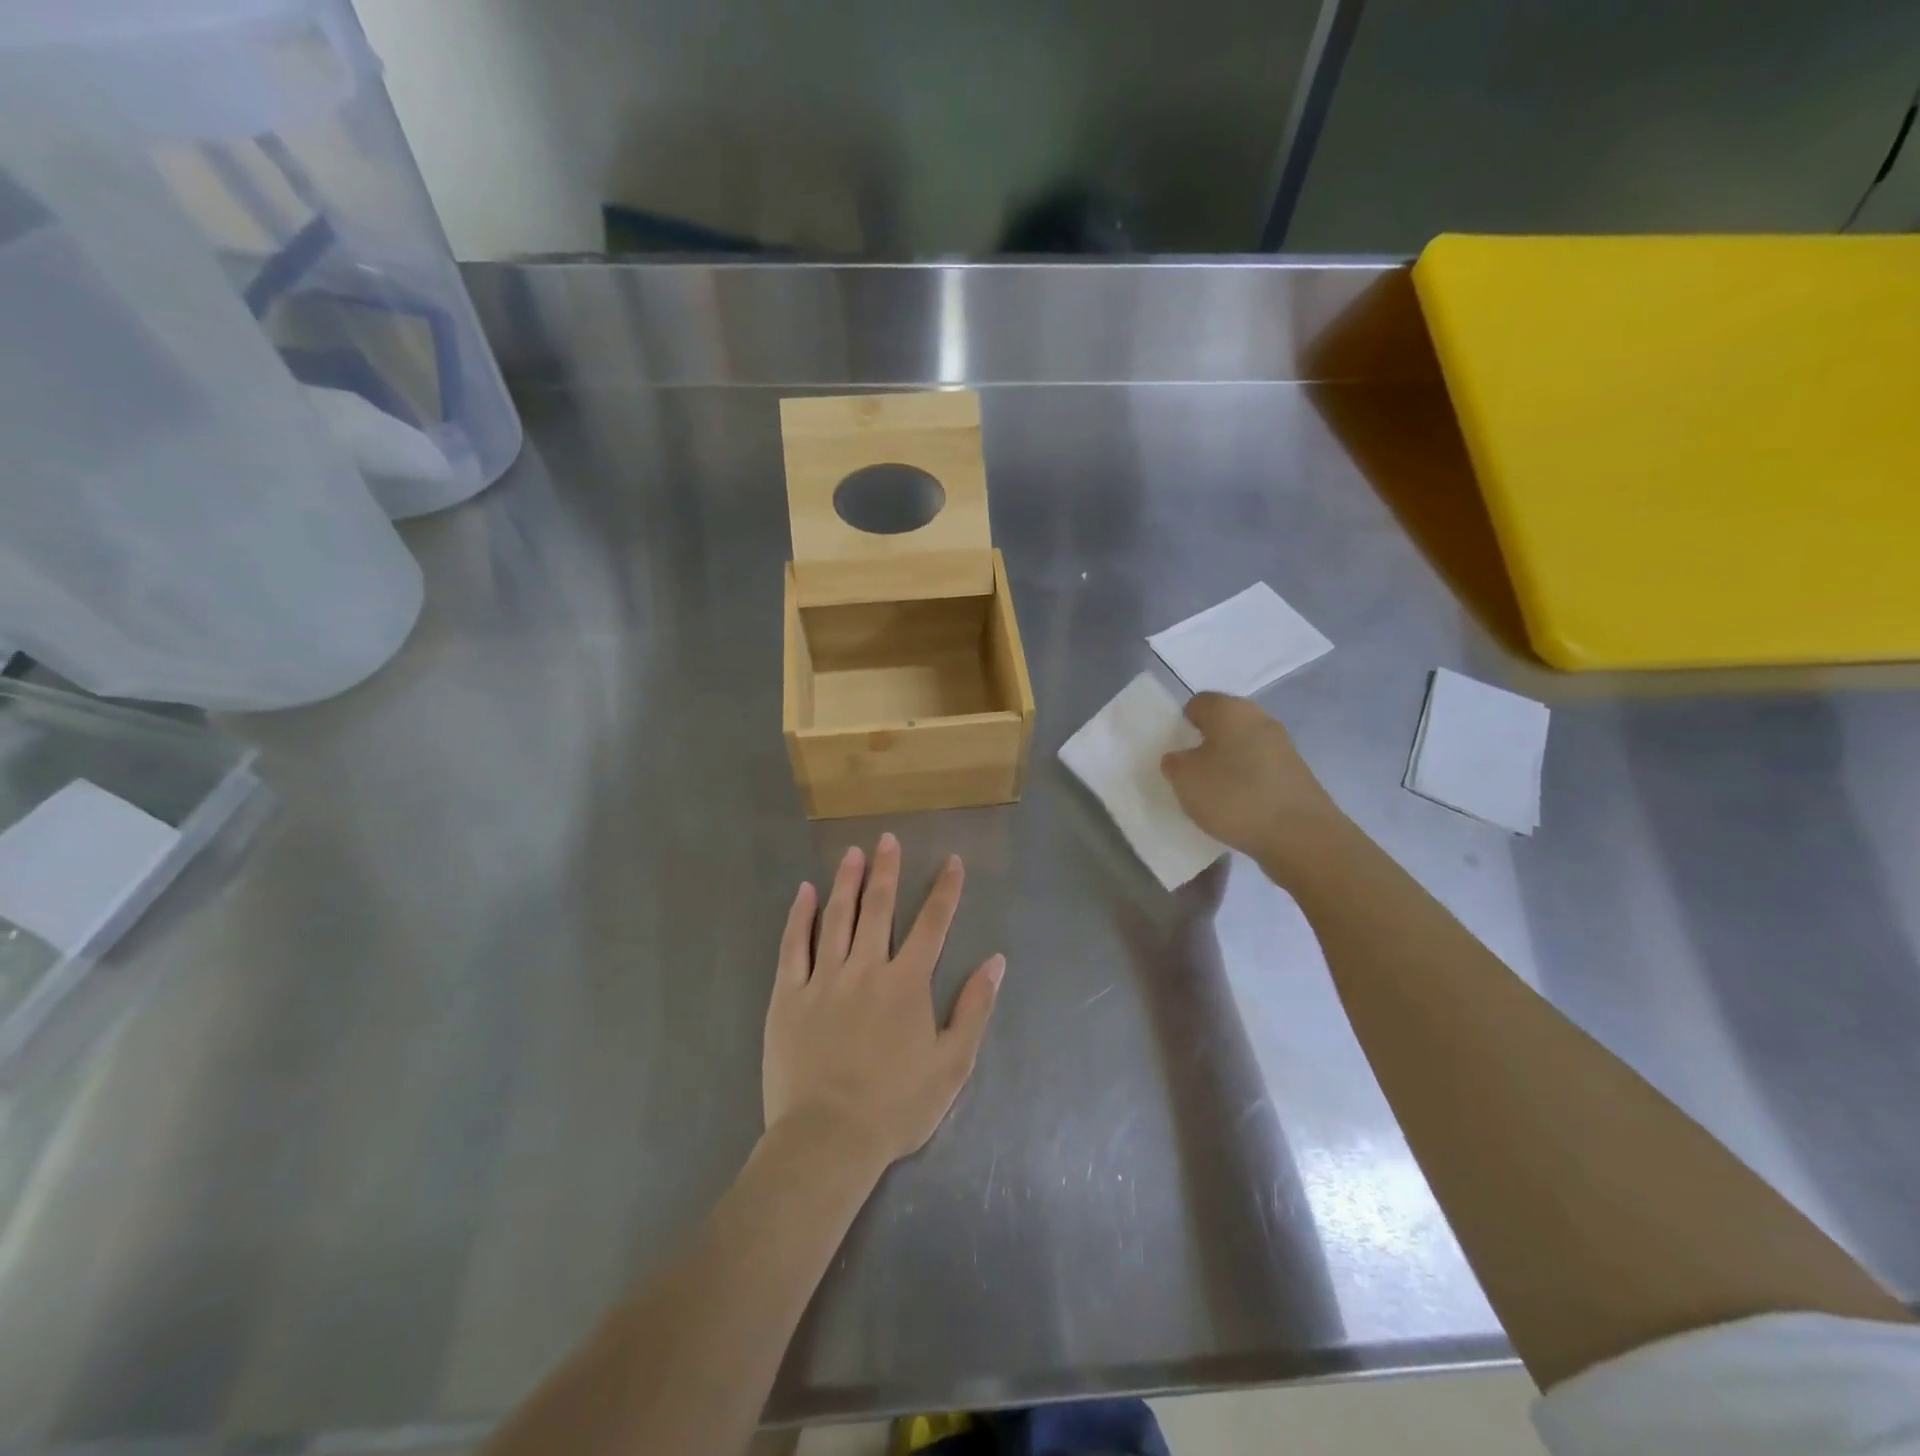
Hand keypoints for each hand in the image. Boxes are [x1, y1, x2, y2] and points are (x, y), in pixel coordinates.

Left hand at [763, 833, 1004, 1168]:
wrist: (828, 1138)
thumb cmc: (896, 1105)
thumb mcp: (952, 1064)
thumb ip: (974, 1008)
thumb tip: (995, 961)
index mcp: (907, 983)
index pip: (932, 924)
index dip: (944, 890)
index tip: (951, 861)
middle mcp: (866, 968)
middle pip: (879, 908)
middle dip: (887, 871)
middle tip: (888, 839)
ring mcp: (823, 979)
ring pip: (837, 918)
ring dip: (847, 882)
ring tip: (853, 853)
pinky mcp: (788, 995)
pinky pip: (793, 946)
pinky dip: (799, 916)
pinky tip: (804, 892)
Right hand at [1161, 692, 1350, 875]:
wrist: (1300, 835)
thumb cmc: (1234, 795)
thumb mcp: (1184, 779)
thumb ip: (1174, 763)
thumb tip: (1181, 758)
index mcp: (1230, 709)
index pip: (1197, 704)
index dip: (1181, 724)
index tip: (1174, 751)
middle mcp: (1259, 719)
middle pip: (1223, 725)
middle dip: (1204, 745)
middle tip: (1188, 774)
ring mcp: (1283, 746)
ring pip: (1242, 748)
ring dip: (1226, 766)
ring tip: (1212, 796)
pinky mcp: (1296, 774)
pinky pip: (1259, 771)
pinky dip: (1246, 784)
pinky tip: (1238, 808)